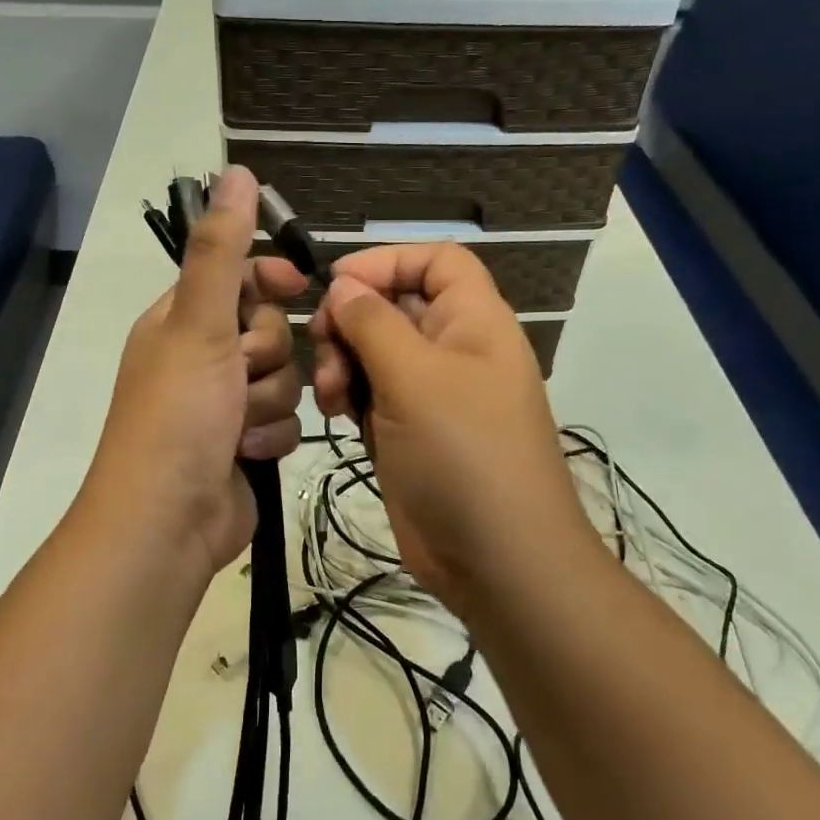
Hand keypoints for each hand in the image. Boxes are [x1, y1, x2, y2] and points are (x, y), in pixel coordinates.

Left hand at [81, 167, 306, 590]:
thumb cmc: (179, 414)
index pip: (238, 276)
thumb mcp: (199, 323)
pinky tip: (248, 453)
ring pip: (284, 378)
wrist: (169, 519)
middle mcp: (202, 356)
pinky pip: (285, 421)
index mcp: (181, 321)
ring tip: (238, 427)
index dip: (269, 277)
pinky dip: (271, 437)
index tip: (298, 284)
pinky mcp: (246, 442)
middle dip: (265, 356)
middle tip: (238, 377)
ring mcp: (224, 403)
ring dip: (268, 402)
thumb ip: (221, 250)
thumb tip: (233, 171)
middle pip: (270, 329)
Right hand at [309, 243, 595, 614]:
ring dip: (344, 362)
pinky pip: (372, 395)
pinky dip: (349, 397)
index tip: (337, 282)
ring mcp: (432, 394)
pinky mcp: (410, 432)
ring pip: (376, 352)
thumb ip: (374, 323)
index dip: (388, 260)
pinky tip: (335, 415)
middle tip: (322, 343)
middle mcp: (455, 349)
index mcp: (474, 321)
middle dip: (353, 319)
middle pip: (396, 305)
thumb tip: (345, 285)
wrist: (497, 559)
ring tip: (330, 394)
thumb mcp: (415, 378)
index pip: (437, 260)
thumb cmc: (463, 454)